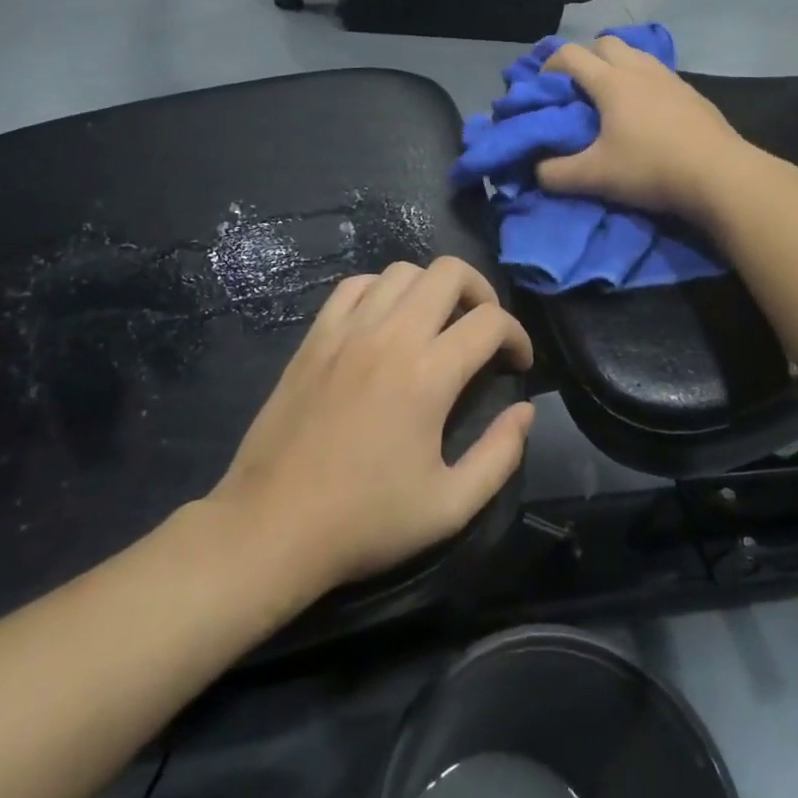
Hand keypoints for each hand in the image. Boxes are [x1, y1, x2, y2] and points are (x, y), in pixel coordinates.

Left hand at [208, 257, 535, 593]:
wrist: (272, 527)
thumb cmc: (365, 521)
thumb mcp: (450, 506)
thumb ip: (500, 455)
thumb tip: (526, 411)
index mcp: (429, 374)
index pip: (491, 321)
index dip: (518, 336)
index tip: (518, 364)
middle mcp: (391, 336)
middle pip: (450, 273)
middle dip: (482, 293)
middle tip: (484, 330)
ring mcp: (347, 330)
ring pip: (403, 271)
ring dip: (432, 288)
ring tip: (438, 322)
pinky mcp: (315, 337)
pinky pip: (355, 285)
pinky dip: (381, 290)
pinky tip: (386, 320)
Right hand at [540, 38, 754, 220]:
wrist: (719, 174)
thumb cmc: (651, 168)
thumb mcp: (595, 177)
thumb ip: (557, 174)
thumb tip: (537, 171)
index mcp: (611, 82)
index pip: (570, 55)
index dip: (549, 64)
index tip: (542, 86)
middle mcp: (639, 70)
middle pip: (605, 43)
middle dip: (585, 57)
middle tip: (577, 87)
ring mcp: (669, 78)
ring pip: (635, 54)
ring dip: (616, 65)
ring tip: (610, 95)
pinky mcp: (691, 93)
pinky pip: (658, 72)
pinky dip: (642, 80)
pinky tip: (645, 110)